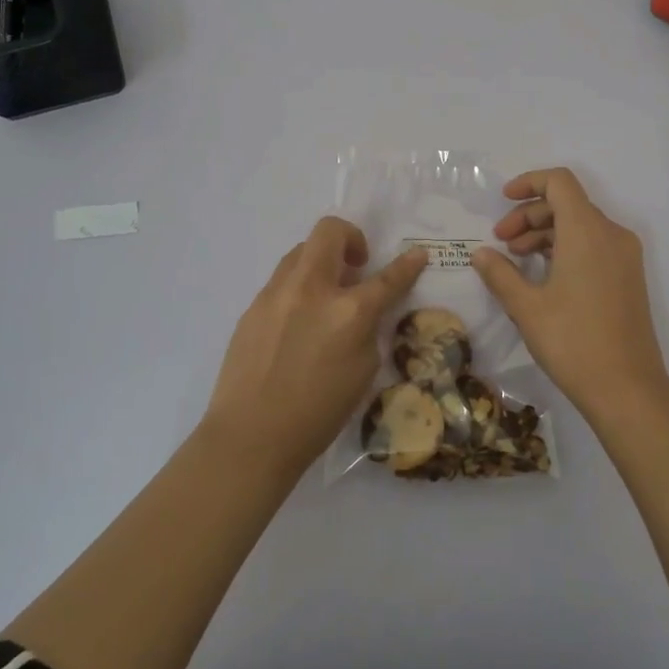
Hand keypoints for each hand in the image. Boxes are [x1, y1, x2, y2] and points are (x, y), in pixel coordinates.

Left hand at [204, 216, 426, 472]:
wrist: (251, 436)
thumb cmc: (318, 414)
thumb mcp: (363, 372)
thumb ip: (367, 329)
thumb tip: (363, 310)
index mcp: (348, 311)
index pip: (387, 277)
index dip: (407, 264)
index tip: (417, 254)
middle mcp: (311, 289)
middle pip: (330, 232)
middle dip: (351, 238)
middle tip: (357, 266)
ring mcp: (276, 294)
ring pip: (301, 251)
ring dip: (321, 261)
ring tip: (326, 294)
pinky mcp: (252, 306)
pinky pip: (281, 280)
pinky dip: (299, 287)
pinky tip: (298, 322)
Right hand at [471, 168, 668, 417]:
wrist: (628, 389)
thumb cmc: (573, 342)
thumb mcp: (526, 307)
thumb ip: (500, 273)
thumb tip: (480, 254)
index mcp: (587, 231)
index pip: (559, 182)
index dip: (529, 183)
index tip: (502, 201)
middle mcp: (612, 234)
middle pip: (568, 203)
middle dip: (529, 215)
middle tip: (501, 243)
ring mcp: (625, 256)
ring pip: (580, 225)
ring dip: (545, 233)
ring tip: (516, 262)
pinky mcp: (629, 276)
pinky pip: (594, 245)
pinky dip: (566, 248)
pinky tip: (543, 276)